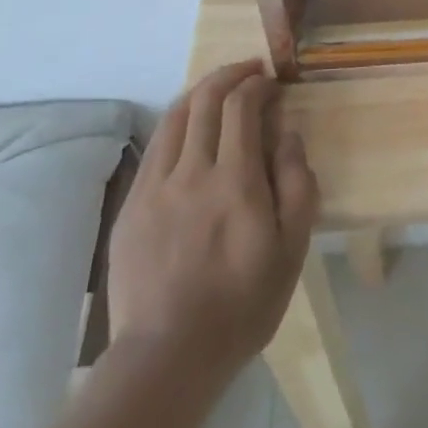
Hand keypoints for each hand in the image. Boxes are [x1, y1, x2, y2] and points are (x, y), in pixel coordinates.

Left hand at [107, 61, 318, 381]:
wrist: (167, 356)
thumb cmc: (243, 304)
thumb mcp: (292, 249)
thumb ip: (296, 184)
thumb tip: (288, 134)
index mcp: (235, 180)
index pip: (241, 106)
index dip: (257, 83)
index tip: (272, 81)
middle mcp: (191, 172)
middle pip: (204, 99)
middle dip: (229, 75)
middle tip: (249, 71)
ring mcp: (154, 188)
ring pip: (174, 117)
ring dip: (200, 93)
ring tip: (219, 91)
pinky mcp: (131, 207)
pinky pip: (155, 148)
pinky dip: (176, 125)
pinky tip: (189, 132)